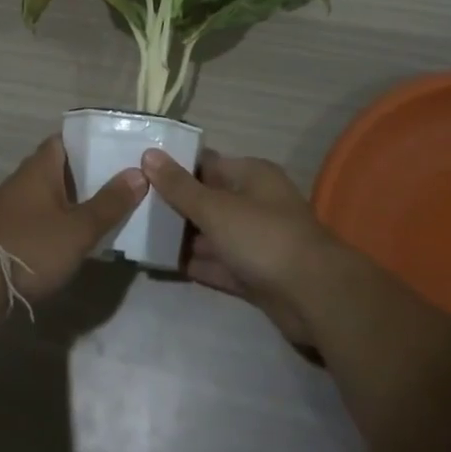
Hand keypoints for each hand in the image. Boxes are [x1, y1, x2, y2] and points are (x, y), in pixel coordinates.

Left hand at [0, 136, 147, 310]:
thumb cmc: (30, 246)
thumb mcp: (78, 229)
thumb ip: (109, 203)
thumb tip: (139, 172)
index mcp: (40, 167)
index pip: (65, 140)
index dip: (90, 142)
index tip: (116, 149)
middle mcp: (23, 179)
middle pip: (59, 167)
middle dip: (87, 174)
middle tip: (121, 182)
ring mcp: (10, 207)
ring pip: (49, 193)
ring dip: (72, 199)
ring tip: (105, 210)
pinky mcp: (4, 233)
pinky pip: (38, 216)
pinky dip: (57, 220)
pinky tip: (73, 237)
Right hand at [141, 147, 337, 347]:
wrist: (315, 297)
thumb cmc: (263, 237)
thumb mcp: (215, 208)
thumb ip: (180, 186)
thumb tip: (149, 155)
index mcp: (251, 175)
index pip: (206, 164)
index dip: (175, 167)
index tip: (140, 172)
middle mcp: (255, 202)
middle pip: (208, 199)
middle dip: (176, 205)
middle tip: (134, 207)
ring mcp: (256, 241)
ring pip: (213, 234)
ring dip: (184, 237)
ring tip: (142, 237)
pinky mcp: (256, 275)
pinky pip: (220, 264)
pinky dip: (198, 264)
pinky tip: (166, 265)